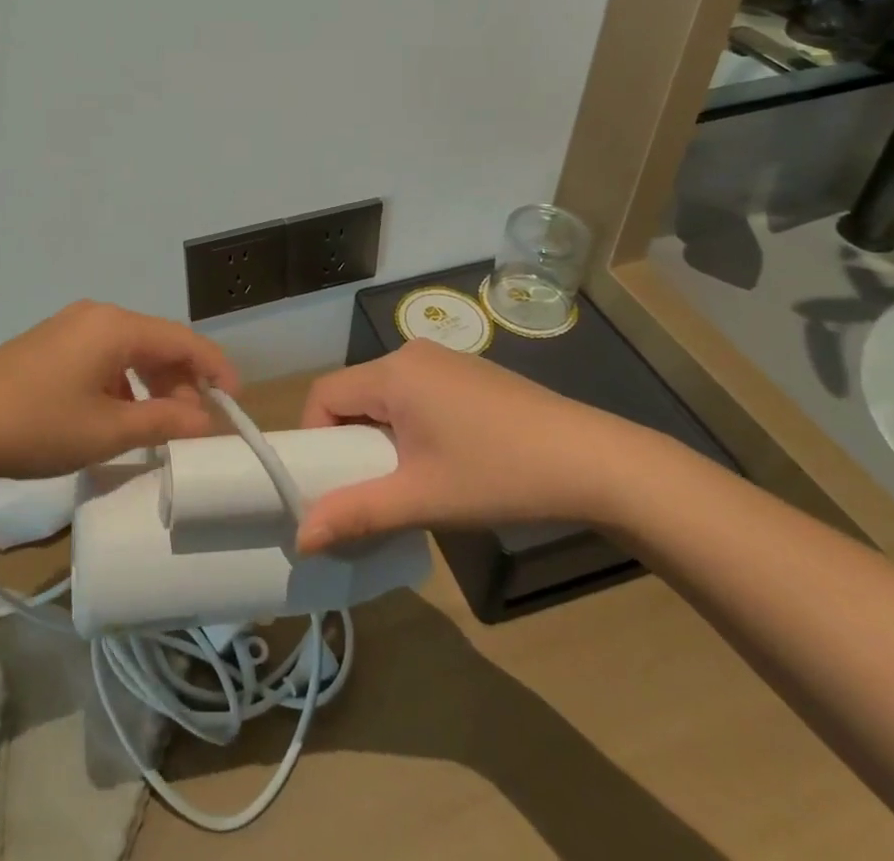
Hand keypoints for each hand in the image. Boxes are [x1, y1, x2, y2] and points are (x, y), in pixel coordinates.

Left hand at [0, 300, 240, 487]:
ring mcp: (70, 328)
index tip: (235, 401)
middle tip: (194, 425)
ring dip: (152, 385)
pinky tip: (118, 416)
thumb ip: (163, 422)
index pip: (183, 339)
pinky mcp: (50, 345)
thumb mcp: (106, 430)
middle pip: (157, 343)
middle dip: (182, 382)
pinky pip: (103, 357)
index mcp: (115, 326)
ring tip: (159, 426)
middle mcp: (97, 316)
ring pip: (130, 351)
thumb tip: (206, 420)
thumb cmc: (36, 424)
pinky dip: (123, 384)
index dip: (215, 368)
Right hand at [295, 340, 653, 552]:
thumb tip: (301, 538)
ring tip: (406, 481)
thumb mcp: (421, 499)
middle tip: (368, 489)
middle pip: (354, 393)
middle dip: (349, 442)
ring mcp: (443, 361)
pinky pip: (415, 394)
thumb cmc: (498, 476)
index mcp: (393, 373)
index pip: (324, 394)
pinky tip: (442, 461)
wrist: (592, 462)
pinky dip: (409, 425)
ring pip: (385, 395)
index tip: (330, 482)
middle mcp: (412, 354)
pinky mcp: (468, 374)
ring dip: (380, 436)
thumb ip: (357, 513)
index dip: (314, 438)